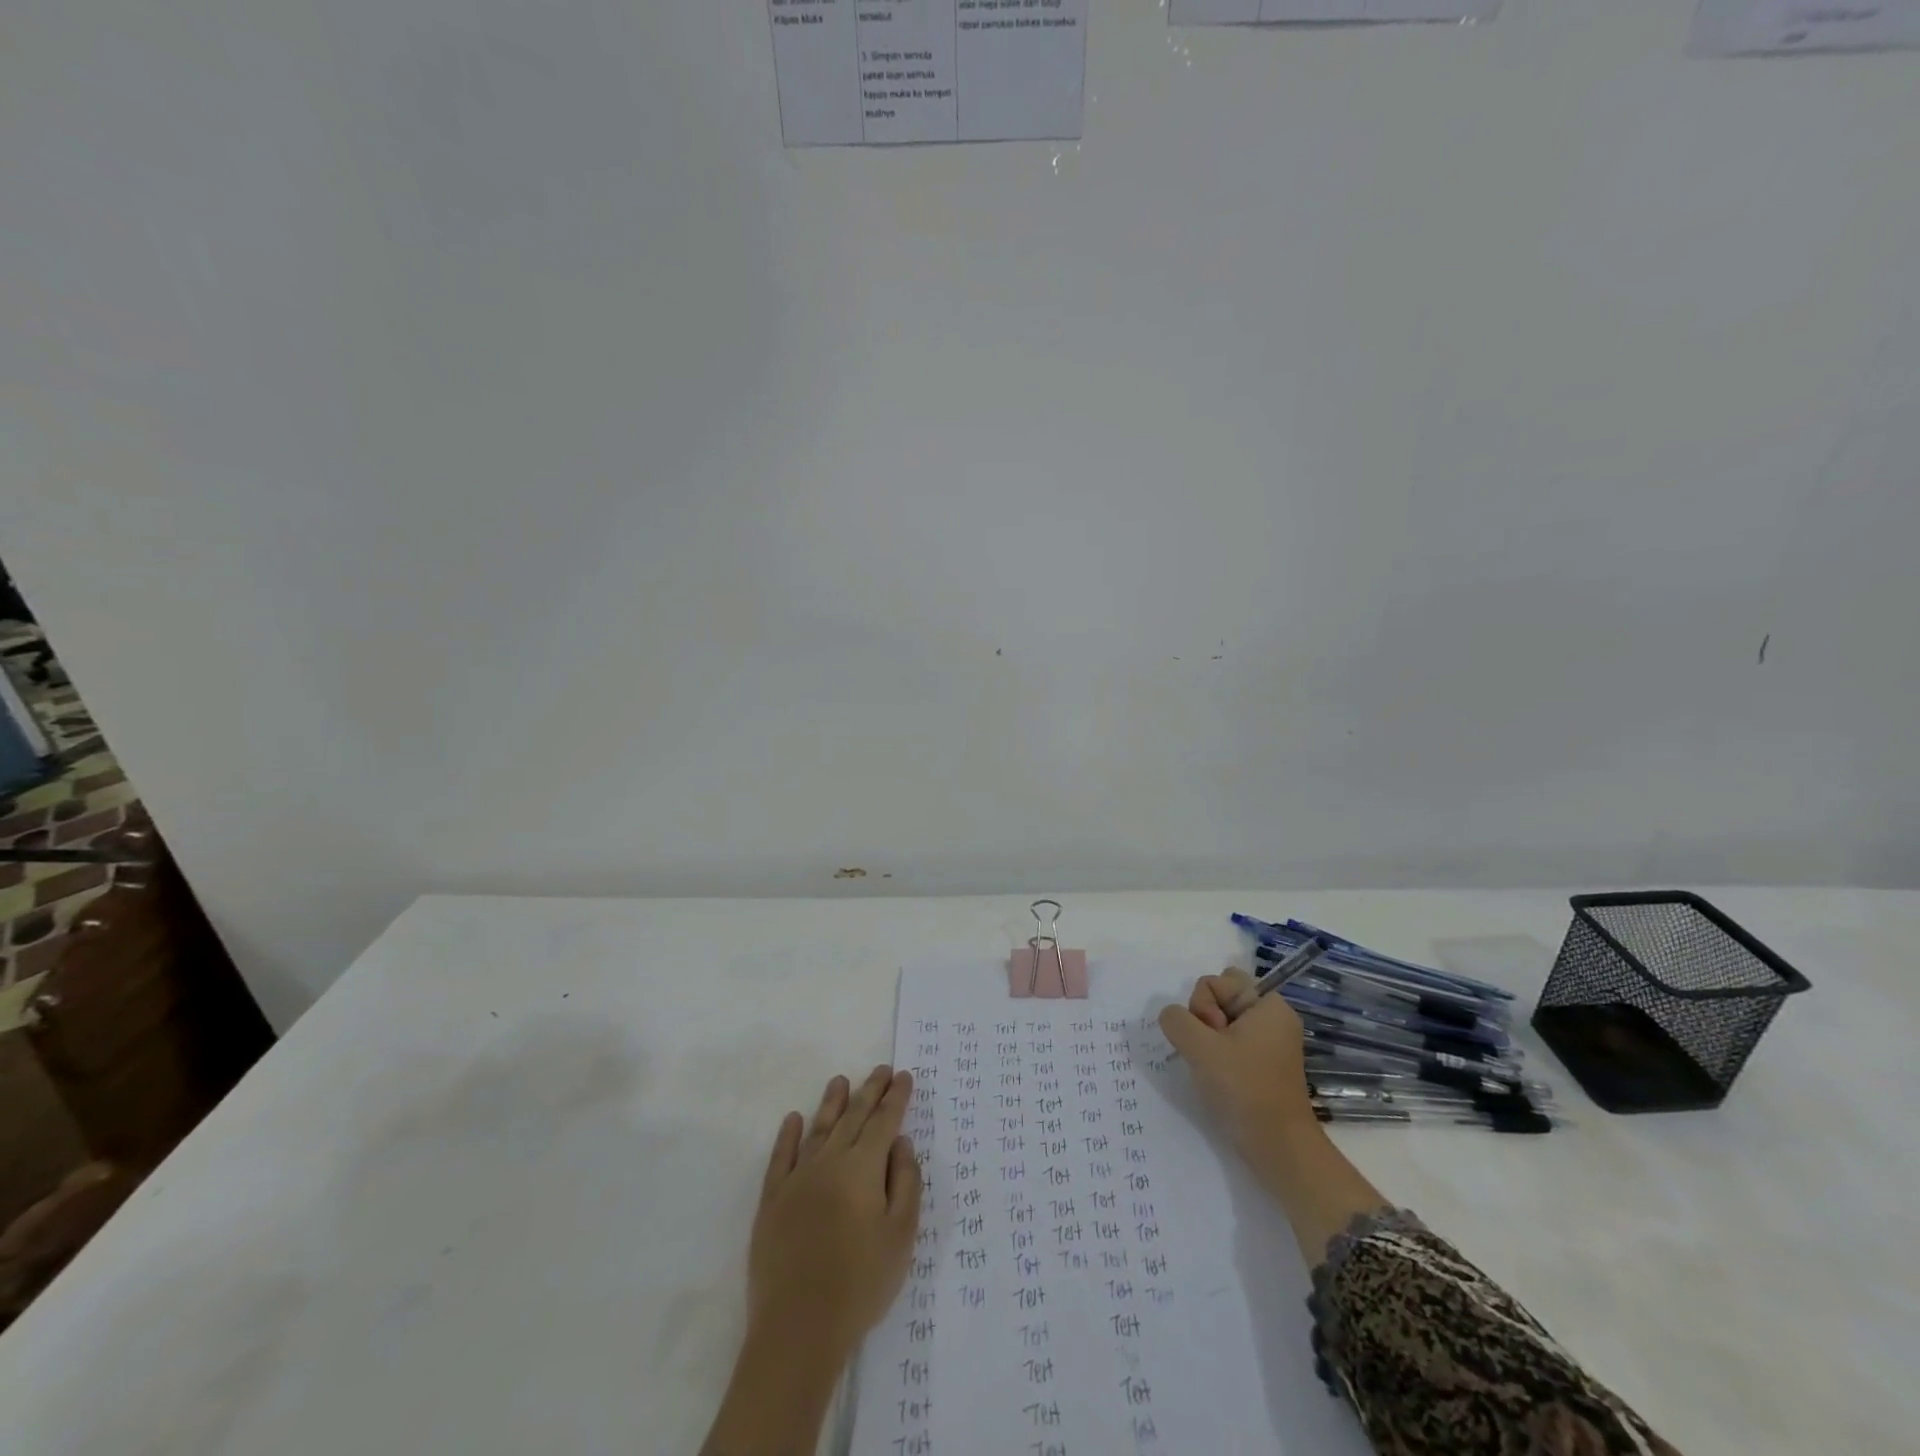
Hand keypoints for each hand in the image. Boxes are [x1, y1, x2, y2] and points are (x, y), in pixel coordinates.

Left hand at [748, 1065, 922, 1362]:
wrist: (798, 1328)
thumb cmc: (860, 1284)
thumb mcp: (901, 1237)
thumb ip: (906, 1183)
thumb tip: (901, 1143)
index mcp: (863, 1168)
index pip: (884, 1122)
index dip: (896, 1098)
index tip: (905, 1076)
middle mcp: (830, 1161)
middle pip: (853, 1117)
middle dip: (870, 1091)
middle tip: (881, 1070)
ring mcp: (797, 1178)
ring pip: (818, 1128)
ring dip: (832, 1102)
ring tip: (841, 1081)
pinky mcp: (772, 1200)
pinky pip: (781, 1157)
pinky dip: (788, 1135)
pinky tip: (793, 1119)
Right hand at [1158, 969, 1315, 1148]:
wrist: (1278, 1147)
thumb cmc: (1244, 1089)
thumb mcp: (1200, 1047)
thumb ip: (1176, 1019)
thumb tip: (1173, 1016)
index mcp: (1268, 1004)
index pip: (1216, 981)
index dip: (1203, 1007)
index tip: (1214, 1039)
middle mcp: (1271, 1016)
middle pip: (1219, 998)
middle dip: (1204, 1020)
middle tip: (1213, 1053)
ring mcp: (1268, 1041)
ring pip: (1221, 1022)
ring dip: (1208, 1041)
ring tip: (1216, 1069)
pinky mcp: (1262, 1063)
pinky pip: (1230, 1042)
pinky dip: (1218, 1055)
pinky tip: (1218, 1077)